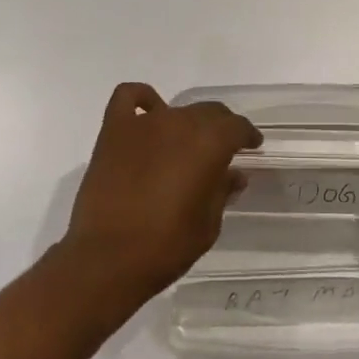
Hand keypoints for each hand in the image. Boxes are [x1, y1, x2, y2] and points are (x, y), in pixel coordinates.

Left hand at [62, 82, 261, 297]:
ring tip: (185, 144)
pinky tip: (147, 112)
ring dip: (186, 123)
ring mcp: (144, 123)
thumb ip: (222, 192)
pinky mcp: (115, 130)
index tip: (252, 146)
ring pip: (176, 110)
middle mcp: (180, 123)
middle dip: (220, 128)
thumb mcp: (207, 225)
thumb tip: (233, 174)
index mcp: (209, 143)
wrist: (106, 261)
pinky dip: (141, 99)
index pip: (237, 127)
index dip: (248, 135)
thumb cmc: (165, 247)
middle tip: (222, 149)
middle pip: (208, 112)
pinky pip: (129, 98)